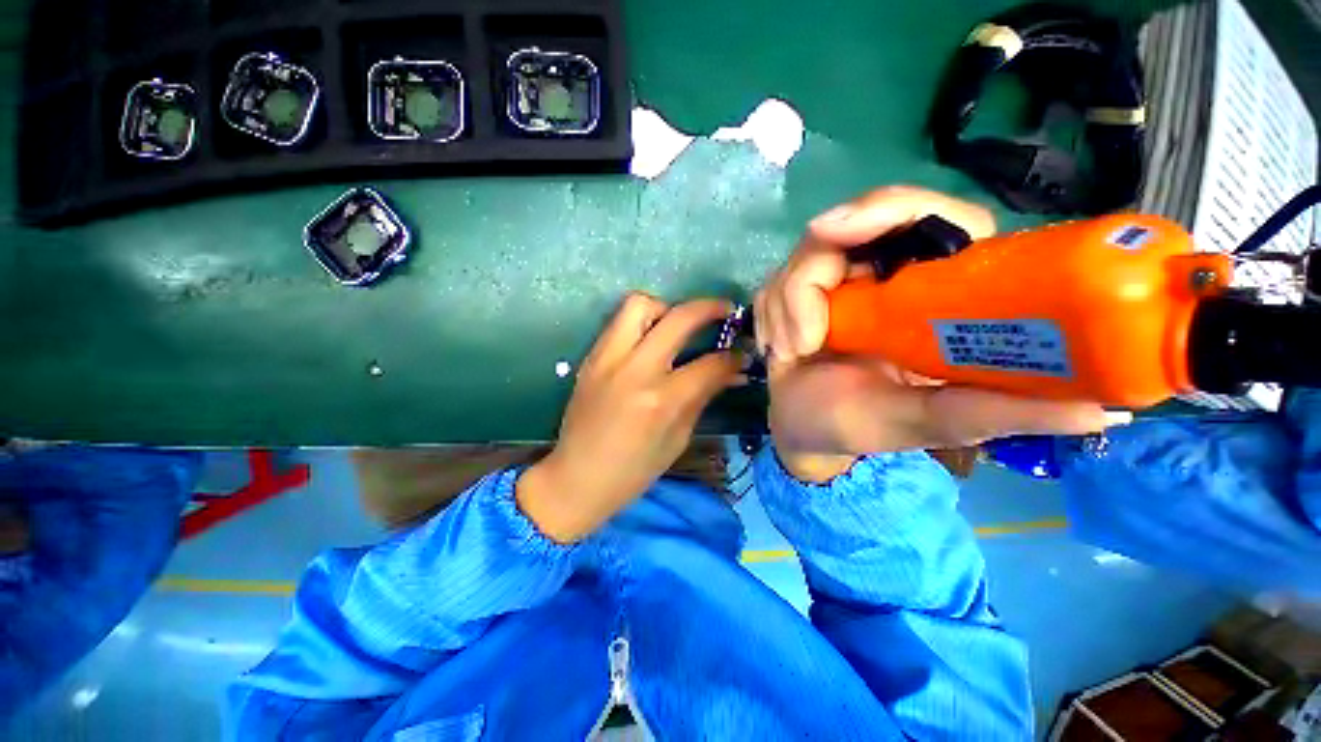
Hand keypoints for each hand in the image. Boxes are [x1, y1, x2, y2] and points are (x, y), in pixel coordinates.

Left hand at [517, 293, 743, 542]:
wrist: (576, 478)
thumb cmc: (633, 471)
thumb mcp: (678, 439)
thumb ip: (703, 397)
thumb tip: (731, 372)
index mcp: (661, 400)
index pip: (709, 364)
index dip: (733, 356)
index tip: (742, 352)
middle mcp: (635, 370)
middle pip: (678, 317)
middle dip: (709, 308)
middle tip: (724, 311)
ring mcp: (608, 359)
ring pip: (639, 304)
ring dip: (666, 308)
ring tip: (677, 325)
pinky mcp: (591, 357)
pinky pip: (619, 322)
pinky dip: (642, 321)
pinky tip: (651, 340)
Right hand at [755, 186, 1124, 480]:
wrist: (805, 431)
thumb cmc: (862, 426)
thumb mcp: (927, 422)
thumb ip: (995, 415)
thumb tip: (1104, 412)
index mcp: (935, 294)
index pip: (936, 219)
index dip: (897, 209)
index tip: (846, 230)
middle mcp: (889, 276)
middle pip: (861, 221)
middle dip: (821, 253)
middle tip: (807, 281)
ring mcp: (839, 281)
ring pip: (807, 253)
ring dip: (789, 303)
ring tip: (794, 350)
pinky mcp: (798, 292)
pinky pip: (776, 281)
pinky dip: (772, 313)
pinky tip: (782, 349)